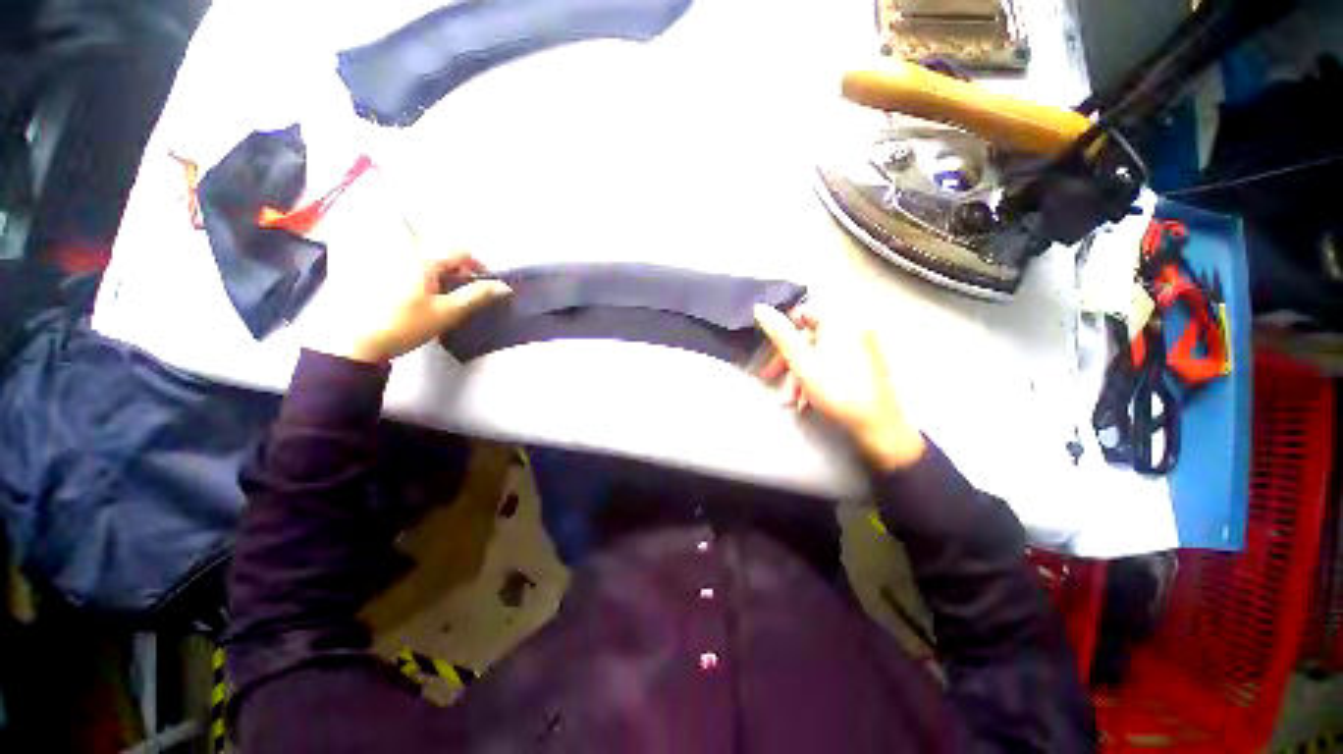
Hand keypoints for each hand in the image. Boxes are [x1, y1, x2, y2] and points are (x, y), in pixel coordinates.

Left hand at [308, 251, 510, 363]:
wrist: (357, 341)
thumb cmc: (406, 324)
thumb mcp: (448, 312)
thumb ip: (477, 296)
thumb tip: (504, 286)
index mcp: (423, 259)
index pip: (460, 251)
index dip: (478, 266)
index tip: (485, 285)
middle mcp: (404, 253)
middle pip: (441, 253)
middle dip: (459, 270)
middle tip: (465, 293)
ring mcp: (386, 261)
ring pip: (424, 261)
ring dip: (441, 274)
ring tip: (444, 297)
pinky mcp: (374, 273)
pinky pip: (407, 267)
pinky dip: (422, 277)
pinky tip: (420, 297)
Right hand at [754, 304, 924, 470]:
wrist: (878, 425)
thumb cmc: (836, 389)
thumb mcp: (801, 361)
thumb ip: (780, 333)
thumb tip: (759, 307)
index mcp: (839, 321)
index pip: (802, 313)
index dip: (782, 331)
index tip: (769, 352)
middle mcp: (853, 328)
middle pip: (809, 338)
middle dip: (788, 362)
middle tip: (770, 378)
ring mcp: (862, 347)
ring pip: (819, 355)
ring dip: (799, 376)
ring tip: (790, 400)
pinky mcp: (866, 365)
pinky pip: (834, 364)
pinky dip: (817, 379)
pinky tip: (807, 401)